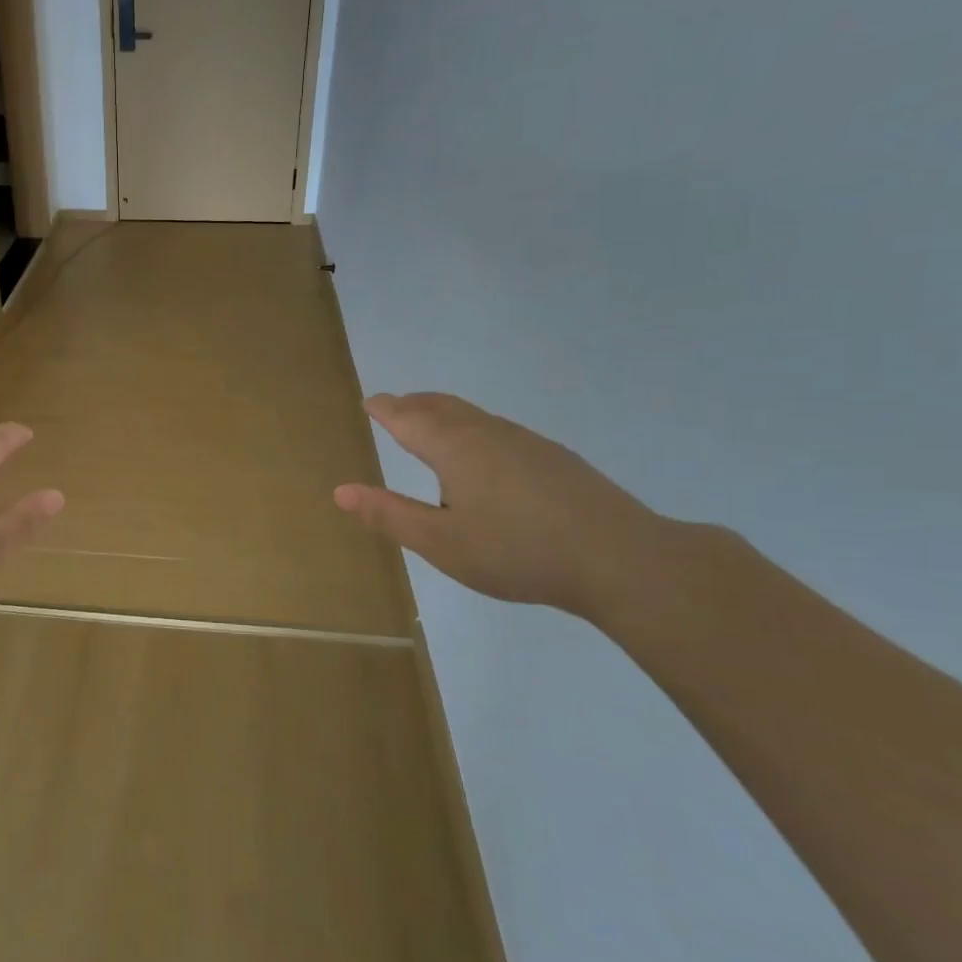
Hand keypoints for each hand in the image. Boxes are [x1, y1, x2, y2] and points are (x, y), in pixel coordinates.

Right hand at [334, 393, 669, 618]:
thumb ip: (389, 515)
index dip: (385, 409)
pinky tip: (486, 458)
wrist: (620, 559)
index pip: (408, 417)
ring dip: (445, 413)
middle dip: (413, 404)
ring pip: (474, 416)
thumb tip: (340, 491)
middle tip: (395, 407)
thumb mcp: (441, 543)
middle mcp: (487, 433)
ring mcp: (526, 442)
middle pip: (441, 406)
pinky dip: (474, 429)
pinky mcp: (555, 458)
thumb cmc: (516, 552)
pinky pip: (499, 430)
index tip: (370, 402)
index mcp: (454, 448)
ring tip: (433, 427)